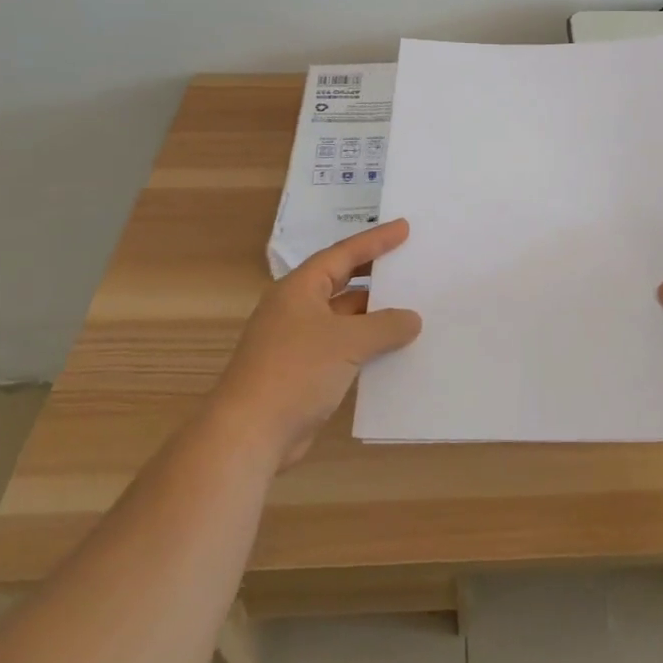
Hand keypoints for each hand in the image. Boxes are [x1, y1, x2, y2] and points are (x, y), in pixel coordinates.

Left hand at [211, 219, 421, 468]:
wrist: (249, 435)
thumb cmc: (296, 372)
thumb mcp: (348, 341)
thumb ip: (385, 326)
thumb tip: (412, 319)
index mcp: (300, 289)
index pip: (343, 254)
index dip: (375, 240)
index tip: (404, 228)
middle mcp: (297, 309)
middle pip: (342, 283)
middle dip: (375, 276)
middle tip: (409, 264)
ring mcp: (298, 342)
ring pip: (344, 319)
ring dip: (374, 316)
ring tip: (412, 308)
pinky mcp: (303, 373)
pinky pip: (343, 348)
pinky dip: (367, 346)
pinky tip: (393, 351)